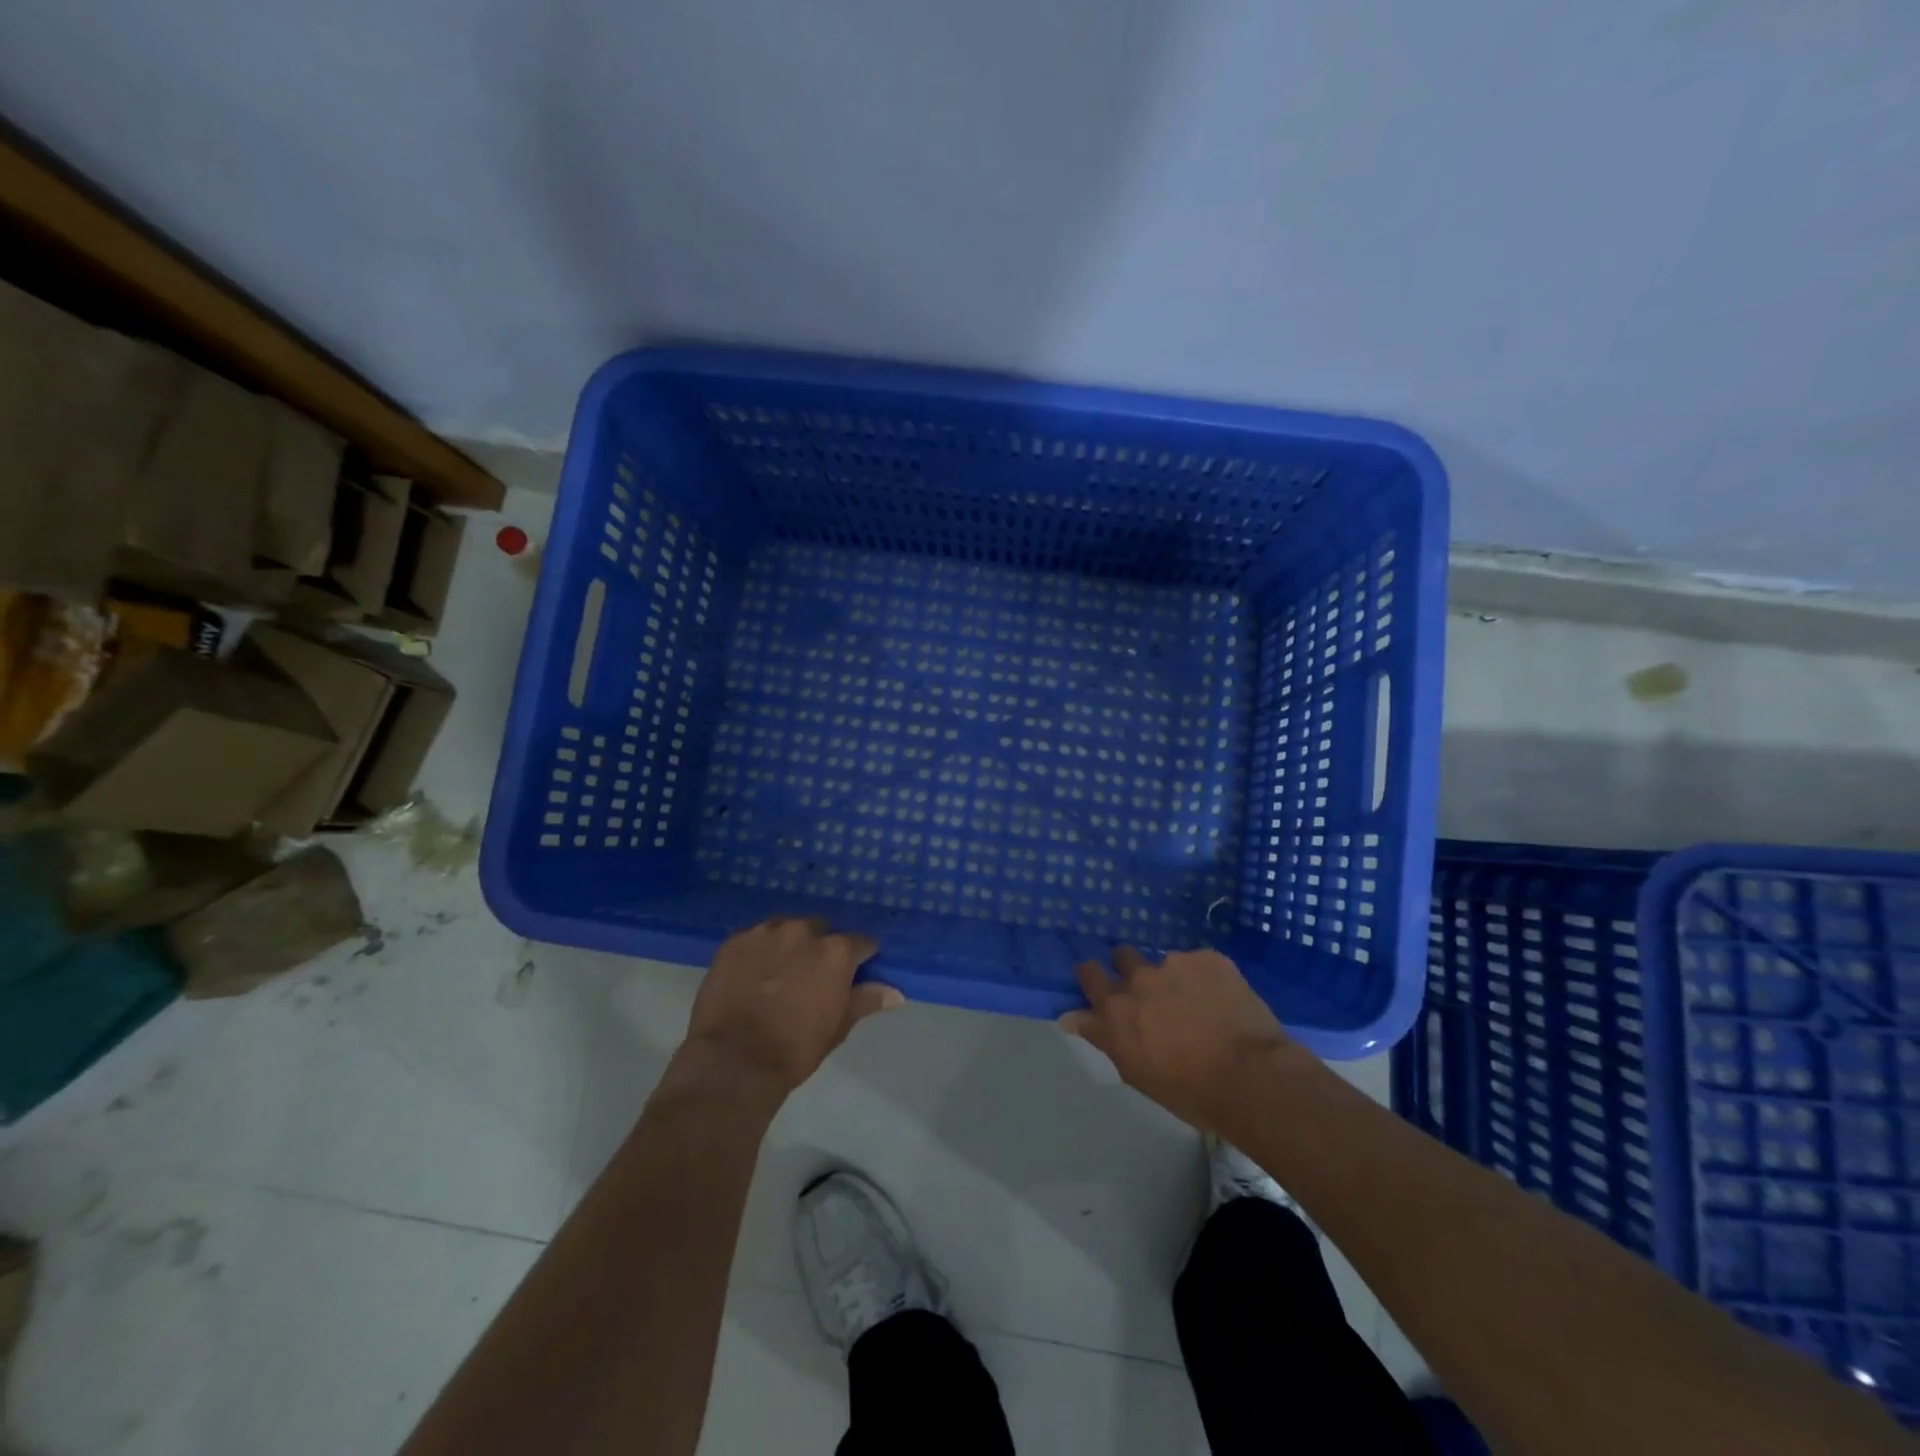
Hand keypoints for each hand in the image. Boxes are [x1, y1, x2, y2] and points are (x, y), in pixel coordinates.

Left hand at [683, 917, 900, 1098]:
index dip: (860, 959)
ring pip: (787, 930)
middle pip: (822, 931)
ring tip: (780, 973)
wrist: (733, 1061)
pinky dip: (759, 952)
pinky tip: (753, 974)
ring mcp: (766, 932)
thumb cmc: (795, 1048)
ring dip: (789, 946)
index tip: (854, 974)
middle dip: (821, 948)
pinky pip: (756, 938)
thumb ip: (865, 1000)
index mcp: (836, 951)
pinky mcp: (735, 940)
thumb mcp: (837, 1027)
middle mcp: (804, 930)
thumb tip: (895, 992)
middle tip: (813, 977)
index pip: (861, 943)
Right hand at [1060, 947, 1300, 1136]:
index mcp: (1116, 1009)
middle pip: (1122, 957)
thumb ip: (1102, 1037)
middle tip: (1150, 992)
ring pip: (1165, 962)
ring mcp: (1174, 963)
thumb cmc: (1190, 1091)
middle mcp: (1139, 979)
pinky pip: (1200, 963)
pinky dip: (1206, 979)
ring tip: (1197, 1002)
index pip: (1088, 975)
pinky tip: (1223, 1001)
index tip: (1100, 985)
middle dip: (1130, 969)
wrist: (1251, 1077)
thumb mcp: (1136, 1072)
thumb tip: (1069, 1017)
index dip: (1093, 978)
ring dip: (1173, 977)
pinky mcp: (1208, 958)